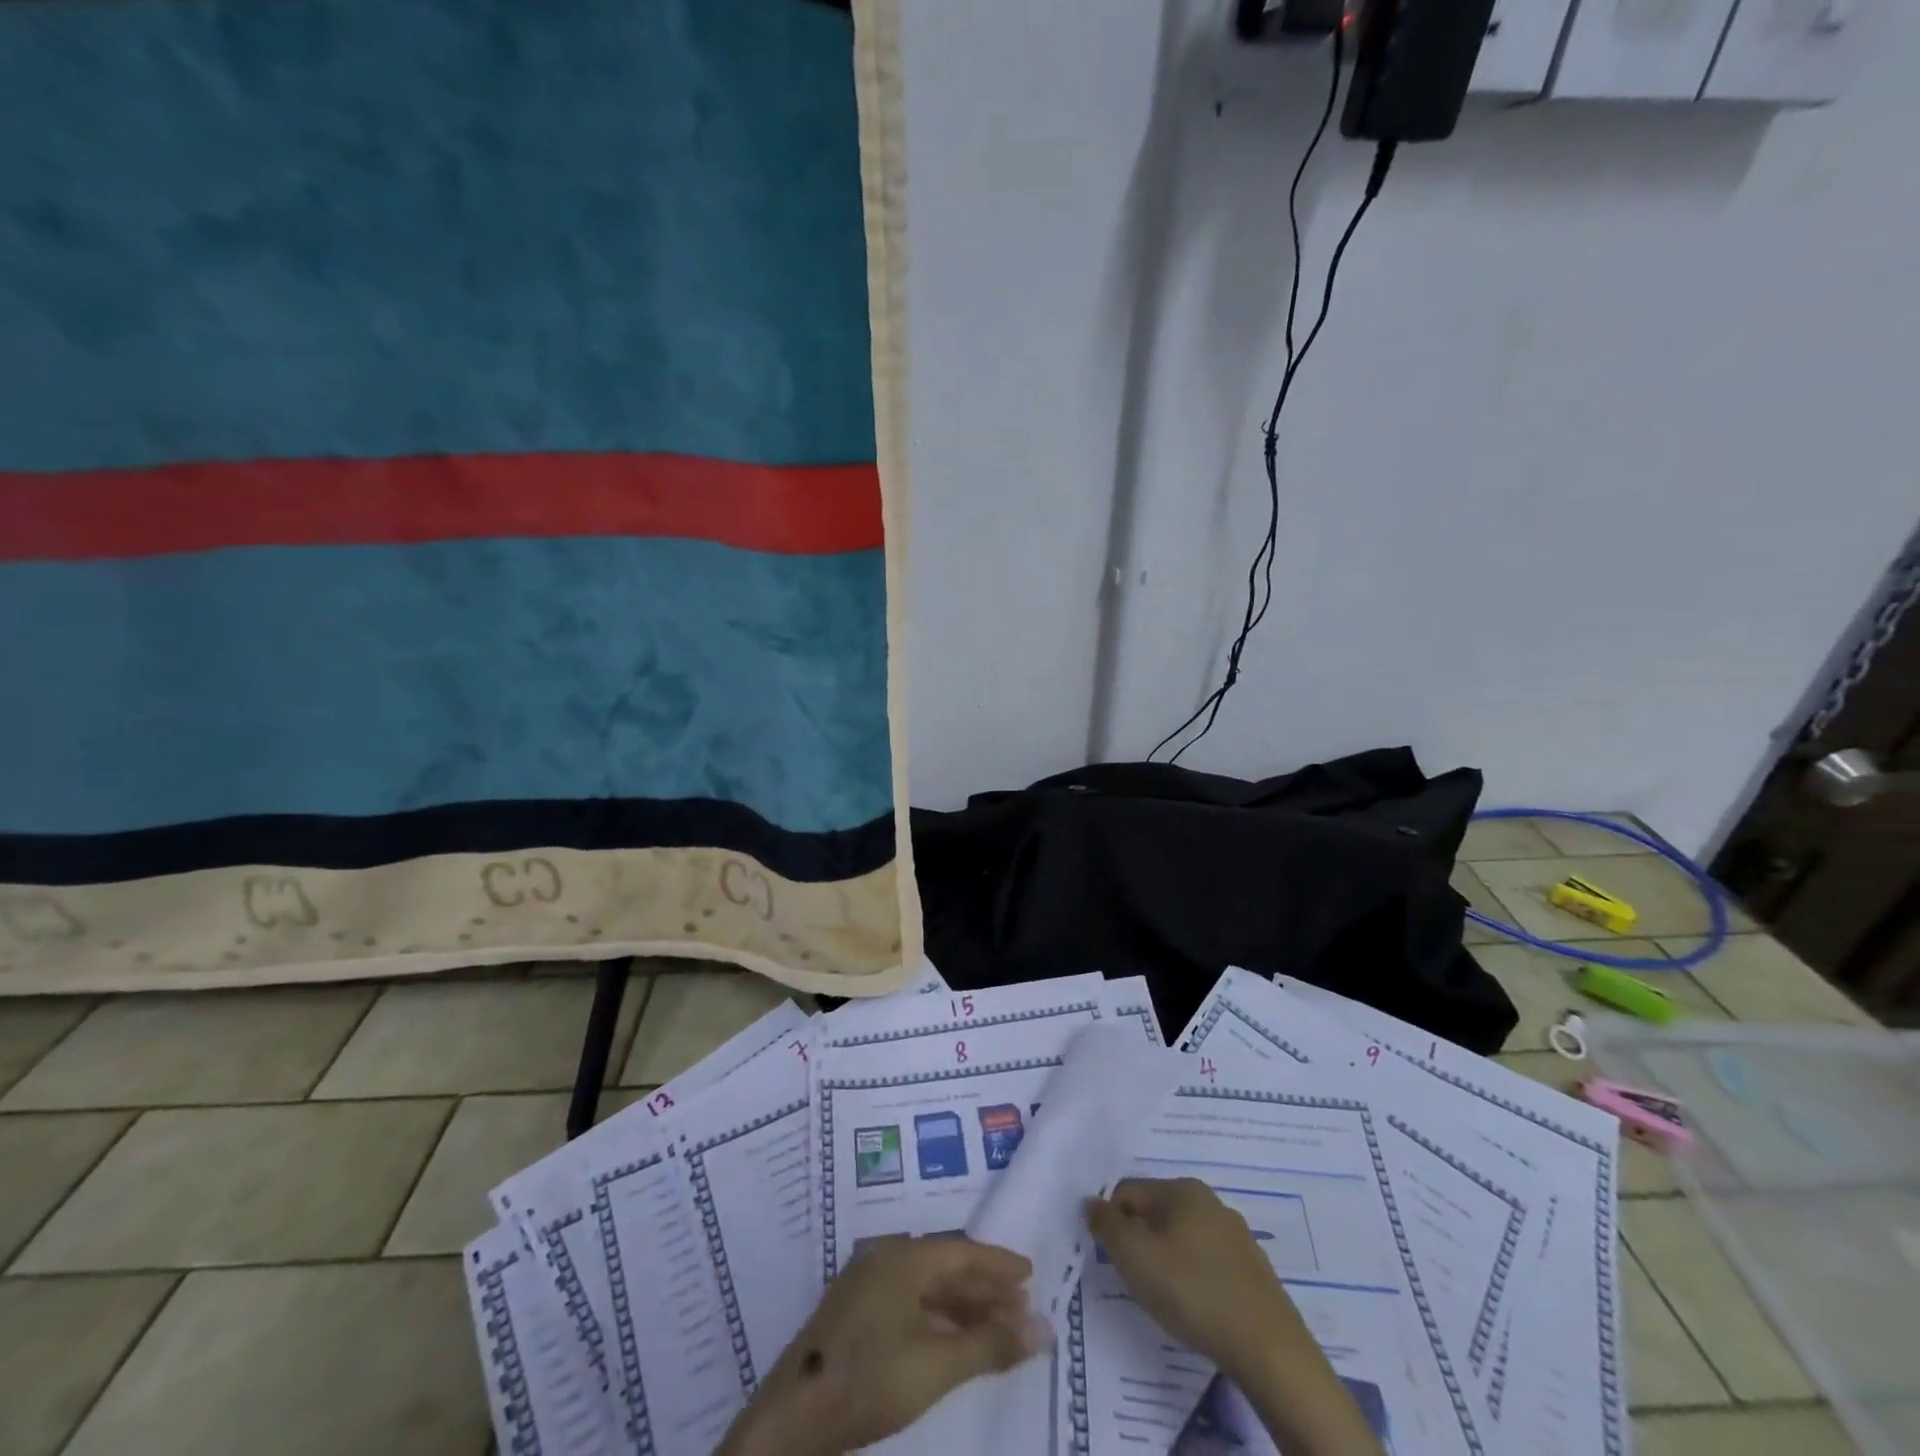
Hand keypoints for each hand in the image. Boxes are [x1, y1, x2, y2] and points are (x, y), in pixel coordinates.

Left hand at [718, 1236, 1048, 1455]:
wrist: (792, 1417)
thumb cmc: (869, 1379)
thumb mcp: (937, 1365)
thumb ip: (991, 1344)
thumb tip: (1044, 1327)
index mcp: (904, 1257)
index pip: (963, 1251)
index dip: (998, 1264)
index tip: (1030, 1272)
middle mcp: (885, 1258)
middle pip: (944, 1266)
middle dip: (983, 1287)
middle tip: (1020, 1305)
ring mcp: (865, 1284)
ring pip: (925, 1286)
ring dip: (961, 1305)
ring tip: (995, 1327)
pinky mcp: (853, 1312)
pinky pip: (908, 1301)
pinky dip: (936, 1317)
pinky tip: (950, 1341)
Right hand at [1085, 1177, 1303, 1379]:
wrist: (1269, 1349)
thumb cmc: (1192, 1291)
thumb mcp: (1134, 1256)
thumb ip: (1106, 1225)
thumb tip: (1091, 1203)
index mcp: (1181, 1188)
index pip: (1127, 1192)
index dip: (1113, 1224)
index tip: (1116, 1262)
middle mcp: (1209, 1200)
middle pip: (1155, 1213)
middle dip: (1140, 1243)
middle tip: (1139, 1282)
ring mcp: (1236, 1234)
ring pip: (1182, 1238)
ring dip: (1167, 1261)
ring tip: (1168, 1300)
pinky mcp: (1253, 1269)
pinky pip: (1208, 1262)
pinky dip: (1194, 1279)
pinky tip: (1198, 1308)